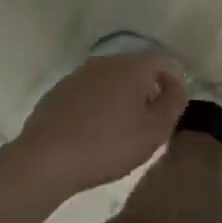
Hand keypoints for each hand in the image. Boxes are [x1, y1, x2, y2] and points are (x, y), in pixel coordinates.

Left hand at [16, 51, 186, 195]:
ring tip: (119, 131)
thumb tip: (176, 88)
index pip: (164, 63)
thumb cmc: (108, 144)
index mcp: (133, 66)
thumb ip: (173, 105)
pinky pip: (87, 95)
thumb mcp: (154, 131)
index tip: (172, 110)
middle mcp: (107, 62)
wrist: (44, 160)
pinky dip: (95, 107)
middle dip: (146, 91)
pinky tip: (91, 134)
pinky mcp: (57, 93)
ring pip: (110, 82)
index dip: (174, 84)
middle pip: (136, 70)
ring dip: (120, 99)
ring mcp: (78, 75)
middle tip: (148, 123)